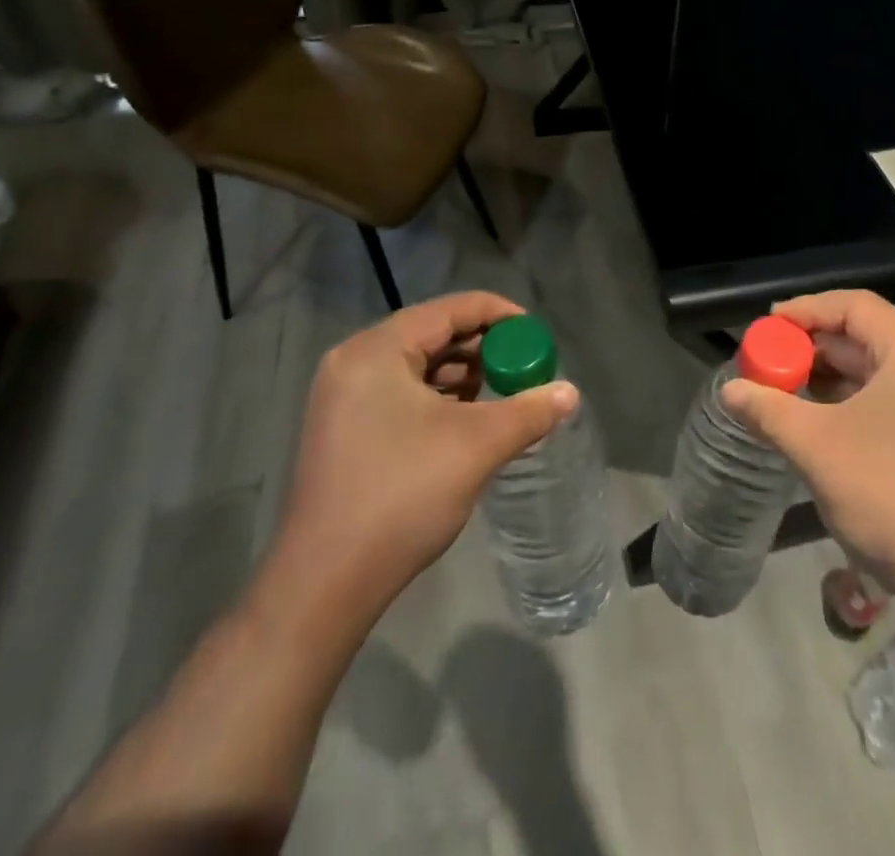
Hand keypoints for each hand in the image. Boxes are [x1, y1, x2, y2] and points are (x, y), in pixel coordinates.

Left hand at [255, 292, 576, 647]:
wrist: (324, 585)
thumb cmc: (402, 496)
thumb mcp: (477, 446)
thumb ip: (529, 411)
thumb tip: (570, 393)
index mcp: (377, 350)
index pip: (450, 309)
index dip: (500, 315)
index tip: (536, 335)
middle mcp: (354, 361)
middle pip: (433, 333)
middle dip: (484, 347)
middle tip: (523, 368)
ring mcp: (343, 396)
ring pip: (418, 365)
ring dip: (463, 374)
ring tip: (502, 395)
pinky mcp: (344, 427)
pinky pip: (401, 392)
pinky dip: (439, 397)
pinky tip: (468, 420)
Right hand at [719, 289, 894, 598]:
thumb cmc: (890, 496)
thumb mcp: (817, 447)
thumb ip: (769, 410)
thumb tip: (729, 391)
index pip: (854, 306)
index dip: (807, 309)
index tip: (767, 326)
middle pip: (863, 334)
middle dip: (810, 345)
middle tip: (766, 361)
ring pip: (872, 368)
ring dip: (825, 374)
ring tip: (780, 389)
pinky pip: (884, 396)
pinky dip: (846, 399)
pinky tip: (813, 419)